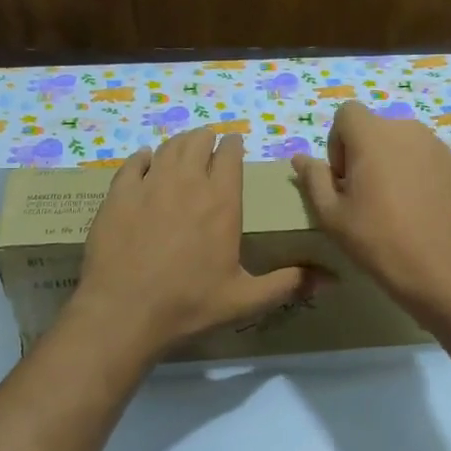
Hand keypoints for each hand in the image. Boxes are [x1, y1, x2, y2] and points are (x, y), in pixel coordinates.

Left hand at [78, 128, 311, 358]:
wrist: (124, 312)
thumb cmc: (190, 304)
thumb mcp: (246, 299)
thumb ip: (288, 283)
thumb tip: (332, 280)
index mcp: (222, 202)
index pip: (231, 155)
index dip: (234, 145)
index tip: (235, 144)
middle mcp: (188, 183)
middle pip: (198, 143)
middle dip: (207, 139)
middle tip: (209, 144)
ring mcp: (149, 186)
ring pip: (168, 148)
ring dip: (179, 143)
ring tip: (184, 147)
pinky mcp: (118, 196)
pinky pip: (133, 164)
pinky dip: (144, 158)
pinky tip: (146, 161)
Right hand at [293, 101, 450, 311]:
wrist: (435, 267)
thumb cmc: (375, 239)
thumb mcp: (331, 214)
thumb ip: (313, 178)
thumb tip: (300, 158)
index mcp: (373, 134)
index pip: (347, 113)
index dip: (338, 142)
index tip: (343, 178)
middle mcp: (407, 129)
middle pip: (375, 128)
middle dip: (365, 153)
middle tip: (365, 195)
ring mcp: (436, 145)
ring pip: (403, 142)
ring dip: (392, 161)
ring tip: (393, 202)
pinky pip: (426, 157)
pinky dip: (417, 172)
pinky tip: (418, 207)